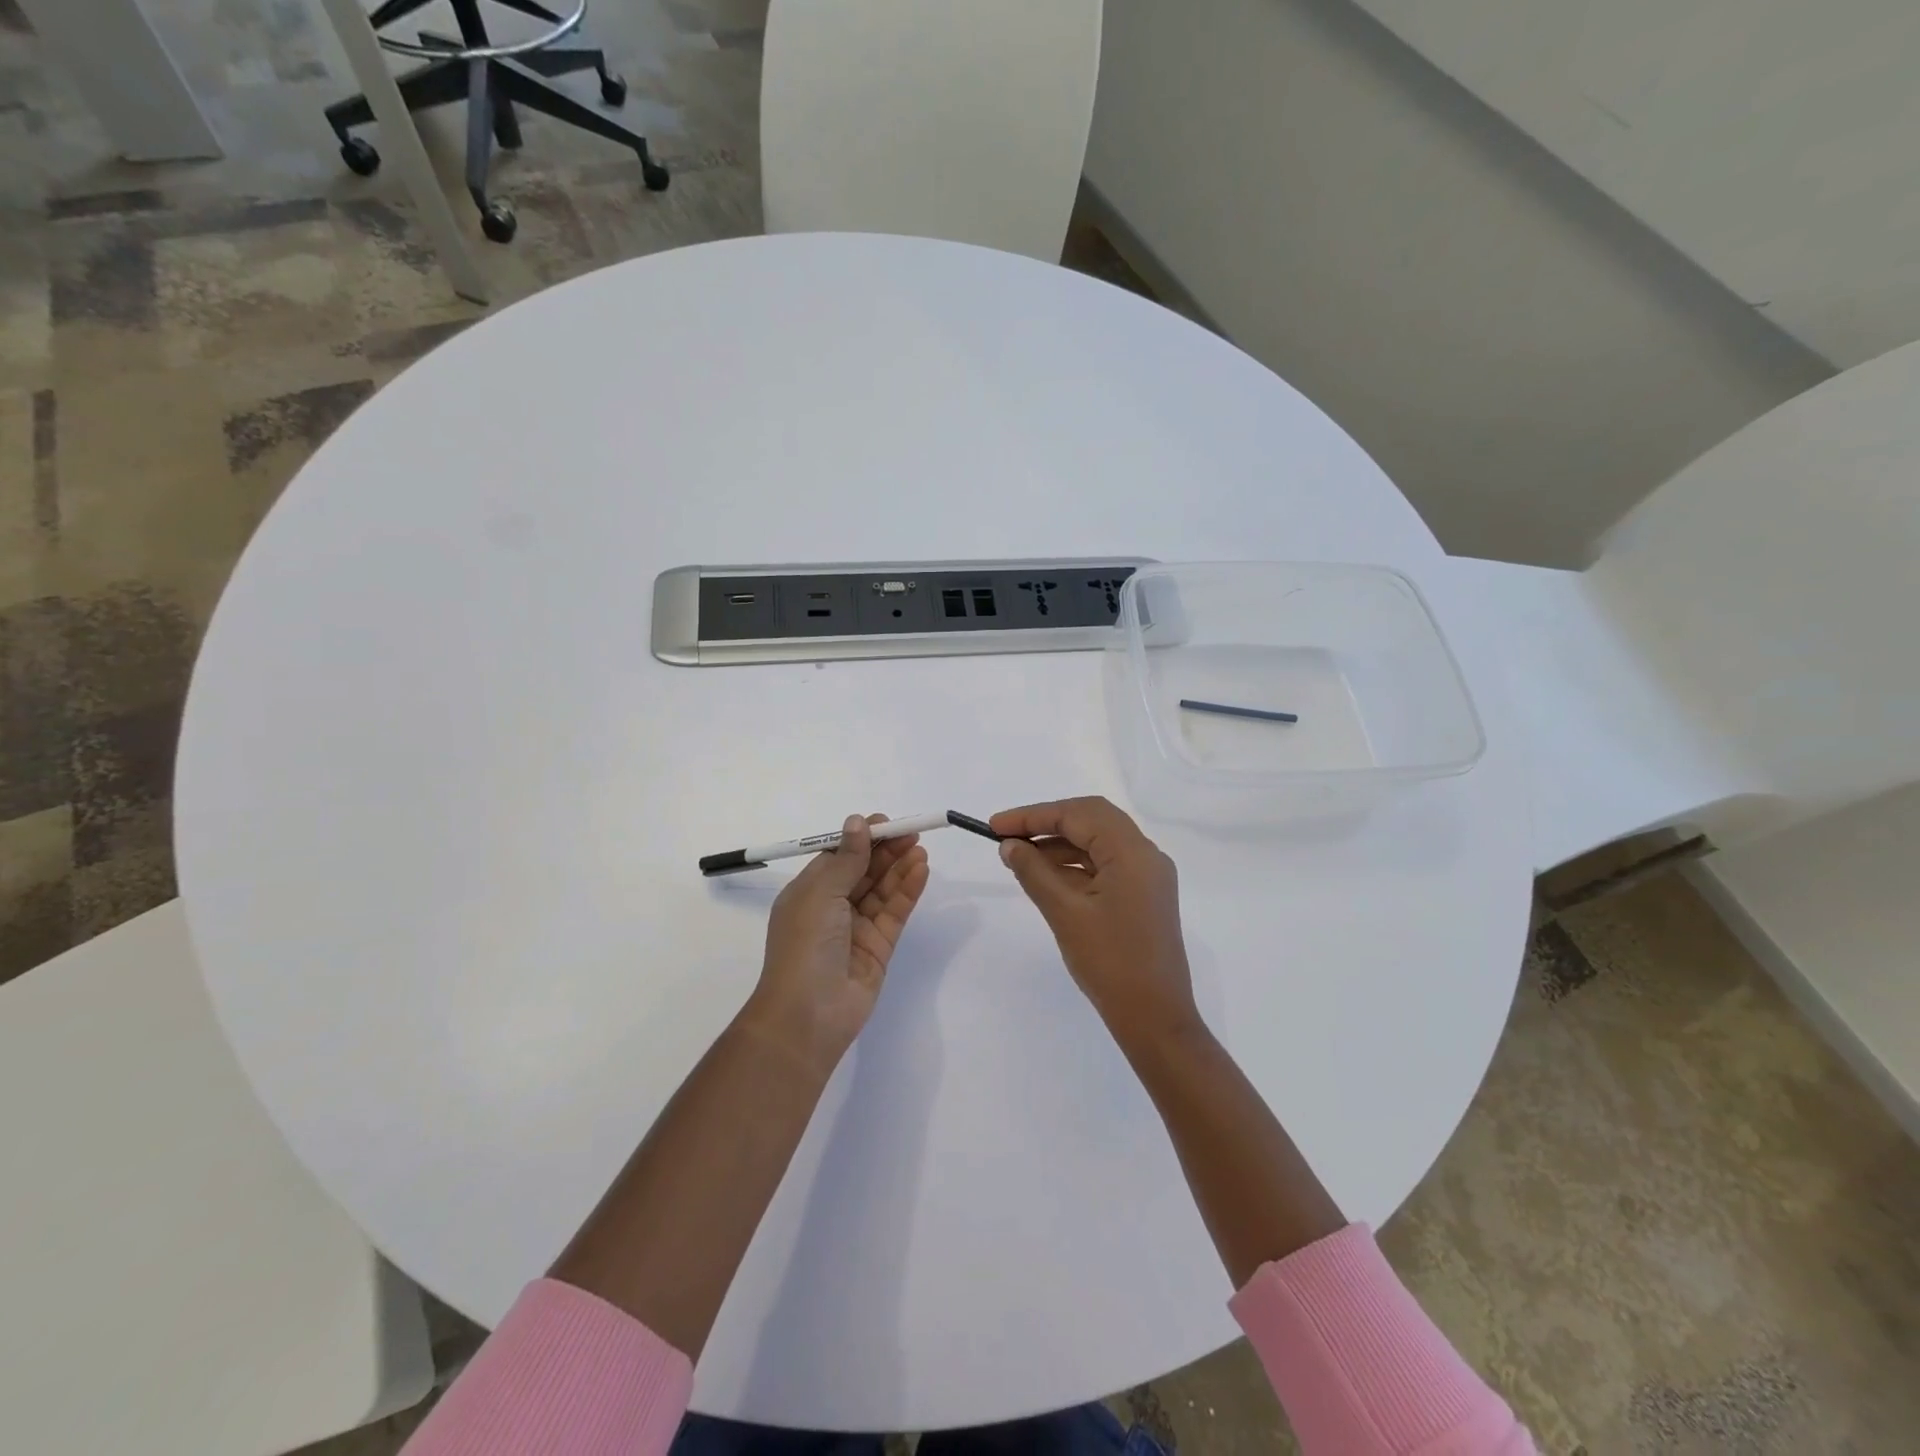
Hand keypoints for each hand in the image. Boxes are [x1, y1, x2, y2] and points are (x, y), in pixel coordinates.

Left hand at [743, 814, 929, 1077]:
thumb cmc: (805, 944)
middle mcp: (832, 908)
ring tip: (920, 848)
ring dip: (900, 868)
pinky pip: (895, 912)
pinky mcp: (879, 947)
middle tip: (912, 832)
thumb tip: (856, 821)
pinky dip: (908, 891)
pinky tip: (921, 871)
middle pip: (864, 871)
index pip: (838, 857)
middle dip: (886, 851)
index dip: (861, 839)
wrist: (808, 1014)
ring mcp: (856, 928)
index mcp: (809, 892)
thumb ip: (847, 858)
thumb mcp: (821, 893)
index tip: (885, 823)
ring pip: (882, 890)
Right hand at [991, 797, 1200, 1052]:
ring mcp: (1148, 876)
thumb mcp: (1064, 912)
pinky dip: (1075, 864)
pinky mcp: (1144, 895)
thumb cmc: (1109, 962)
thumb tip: (1010, 845)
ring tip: (1019, 856)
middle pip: (1091, 819)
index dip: (1033, 816)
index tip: (995, 826)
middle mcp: (1145, 855)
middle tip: (1007, 836)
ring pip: (1098, 841)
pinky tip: (1046, 875)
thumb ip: (1034, 871)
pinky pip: (1106, 864)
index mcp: (1132, 852)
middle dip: (1047, 823)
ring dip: (1059, 843)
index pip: (1077, 814)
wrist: (1154, 1018)